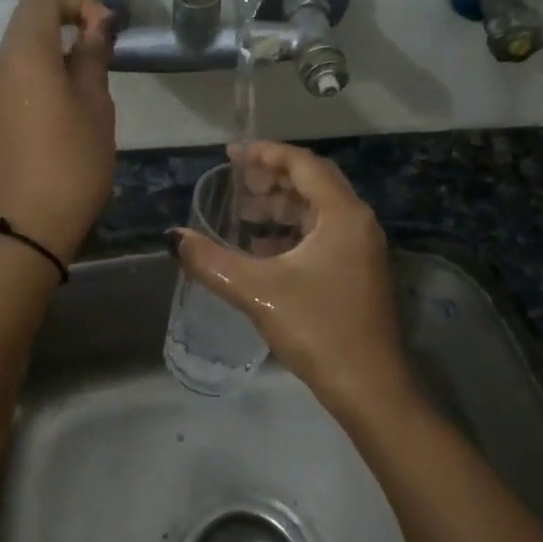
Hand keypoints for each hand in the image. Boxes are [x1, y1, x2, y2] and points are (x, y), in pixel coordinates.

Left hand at [0, 0, 116, 262]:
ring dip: (56, 41)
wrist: (28, 226)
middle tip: (104, 36)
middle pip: (29, 18)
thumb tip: (96, 25)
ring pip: (24, 46)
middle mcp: (3, 64)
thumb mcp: (95, 107)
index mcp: (27, 53)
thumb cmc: (72, 163)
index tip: (107, 22)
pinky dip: (45, 65)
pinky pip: (20, 72)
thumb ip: (93, 59)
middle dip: (66, 14)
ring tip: (93, 61)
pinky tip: (70, 88)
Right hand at [171, 141, 411, 413]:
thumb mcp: (258, 290)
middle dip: (272, 180)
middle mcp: (357, 224)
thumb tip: (173, 237)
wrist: (369, 387)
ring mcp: (360, 250)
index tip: (231, 154)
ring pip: (317, 212)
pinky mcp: (357, 274)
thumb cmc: (317, 328)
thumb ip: (211, 261)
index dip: (266, 154)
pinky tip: (262, 251)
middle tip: (235, 184)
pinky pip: (321, 237)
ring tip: (242, 215)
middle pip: (312, 184)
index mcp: (342, 215)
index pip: (303, 165)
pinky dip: (291, 234)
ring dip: (280, 208)